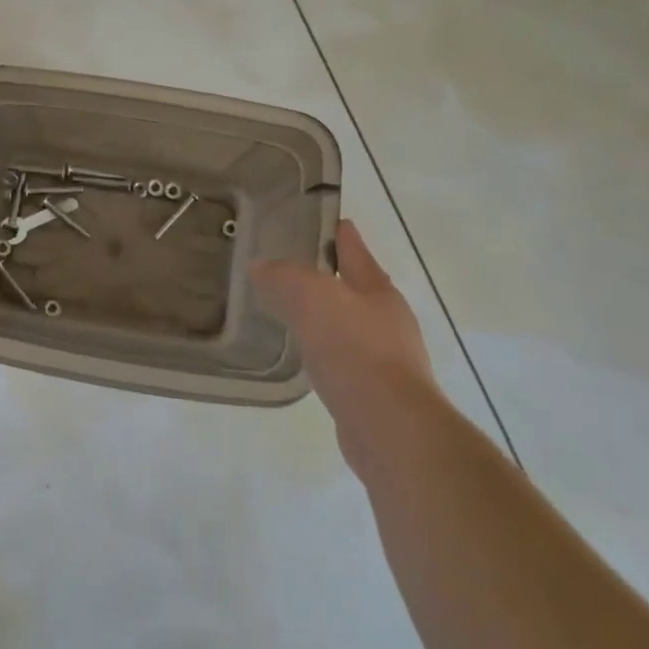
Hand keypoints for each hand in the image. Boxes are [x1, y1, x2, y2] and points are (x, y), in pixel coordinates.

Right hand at [250, 220, 438, 466]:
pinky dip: (327, 351)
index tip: (327, 221)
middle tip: (295, 269)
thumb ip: (284, 277)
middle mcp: (388, 320)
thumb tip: (259, 266)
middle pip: (356, 288)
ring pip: (350, 326)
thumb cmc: (354, 350)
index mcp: (378, 290)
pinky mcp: (376, 393)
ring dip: (327, 317)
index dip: (340, 235)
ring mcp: (387, 359)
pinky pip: (345, 360)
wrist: (389, 427)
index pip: (356, 251)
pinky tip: (309, 357)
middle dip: (332, 277)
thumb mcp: (312, 298)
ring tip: (294, 312)